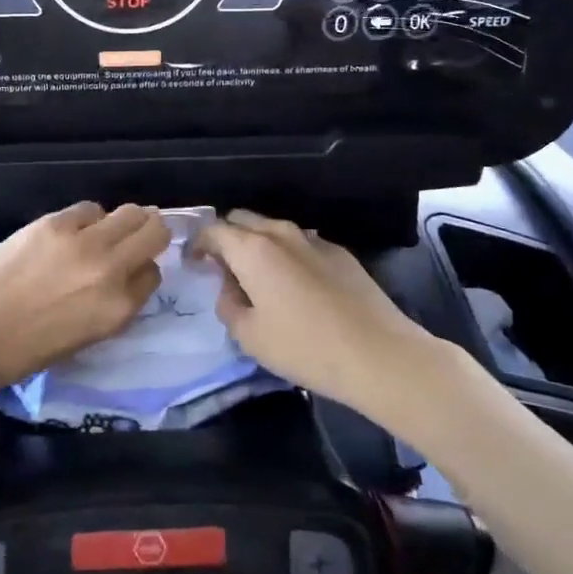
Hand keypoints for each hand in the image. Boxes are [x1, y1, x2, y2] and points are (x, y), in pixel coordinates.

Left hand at [0, 203, 170, 390]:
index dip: (142, 272)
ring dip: (124, 221)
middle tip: (134, 239)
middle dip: (150, 234)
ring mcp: (85, 242)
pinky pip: (90, 208)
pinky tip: (71, 230)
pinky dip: (88, 218)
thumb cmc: (22, 352)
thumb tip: (120, 280)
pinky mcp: (57, 222)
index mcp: (118, 310)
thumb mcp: (83, 339)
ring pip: (130, 212)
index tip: (130, 273)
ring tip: (104, 231)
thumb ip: (111, 307)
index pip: (153, 275)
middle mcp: (111, 270)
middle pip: (154, 233)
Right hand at [194, 210, 430, 413]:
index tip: (194, 264)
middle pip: (242, 220)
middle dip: (227, 238)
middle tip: (224, 270)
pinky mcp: (339, 252)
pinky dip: (288, 256)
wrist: (378, 354)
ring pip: (273, 230)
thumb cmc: (305, 347)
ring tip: (259, 279)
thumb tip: (229, 287)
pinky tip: (297, 287)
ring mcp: (313, 239)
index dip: (198, 244)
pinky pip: (301, 244)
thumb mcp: (250, 337)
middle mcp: (280, 233)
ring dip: (258, 246)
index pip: (213, 230)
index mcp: (252, 249)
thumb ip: (228, 305)